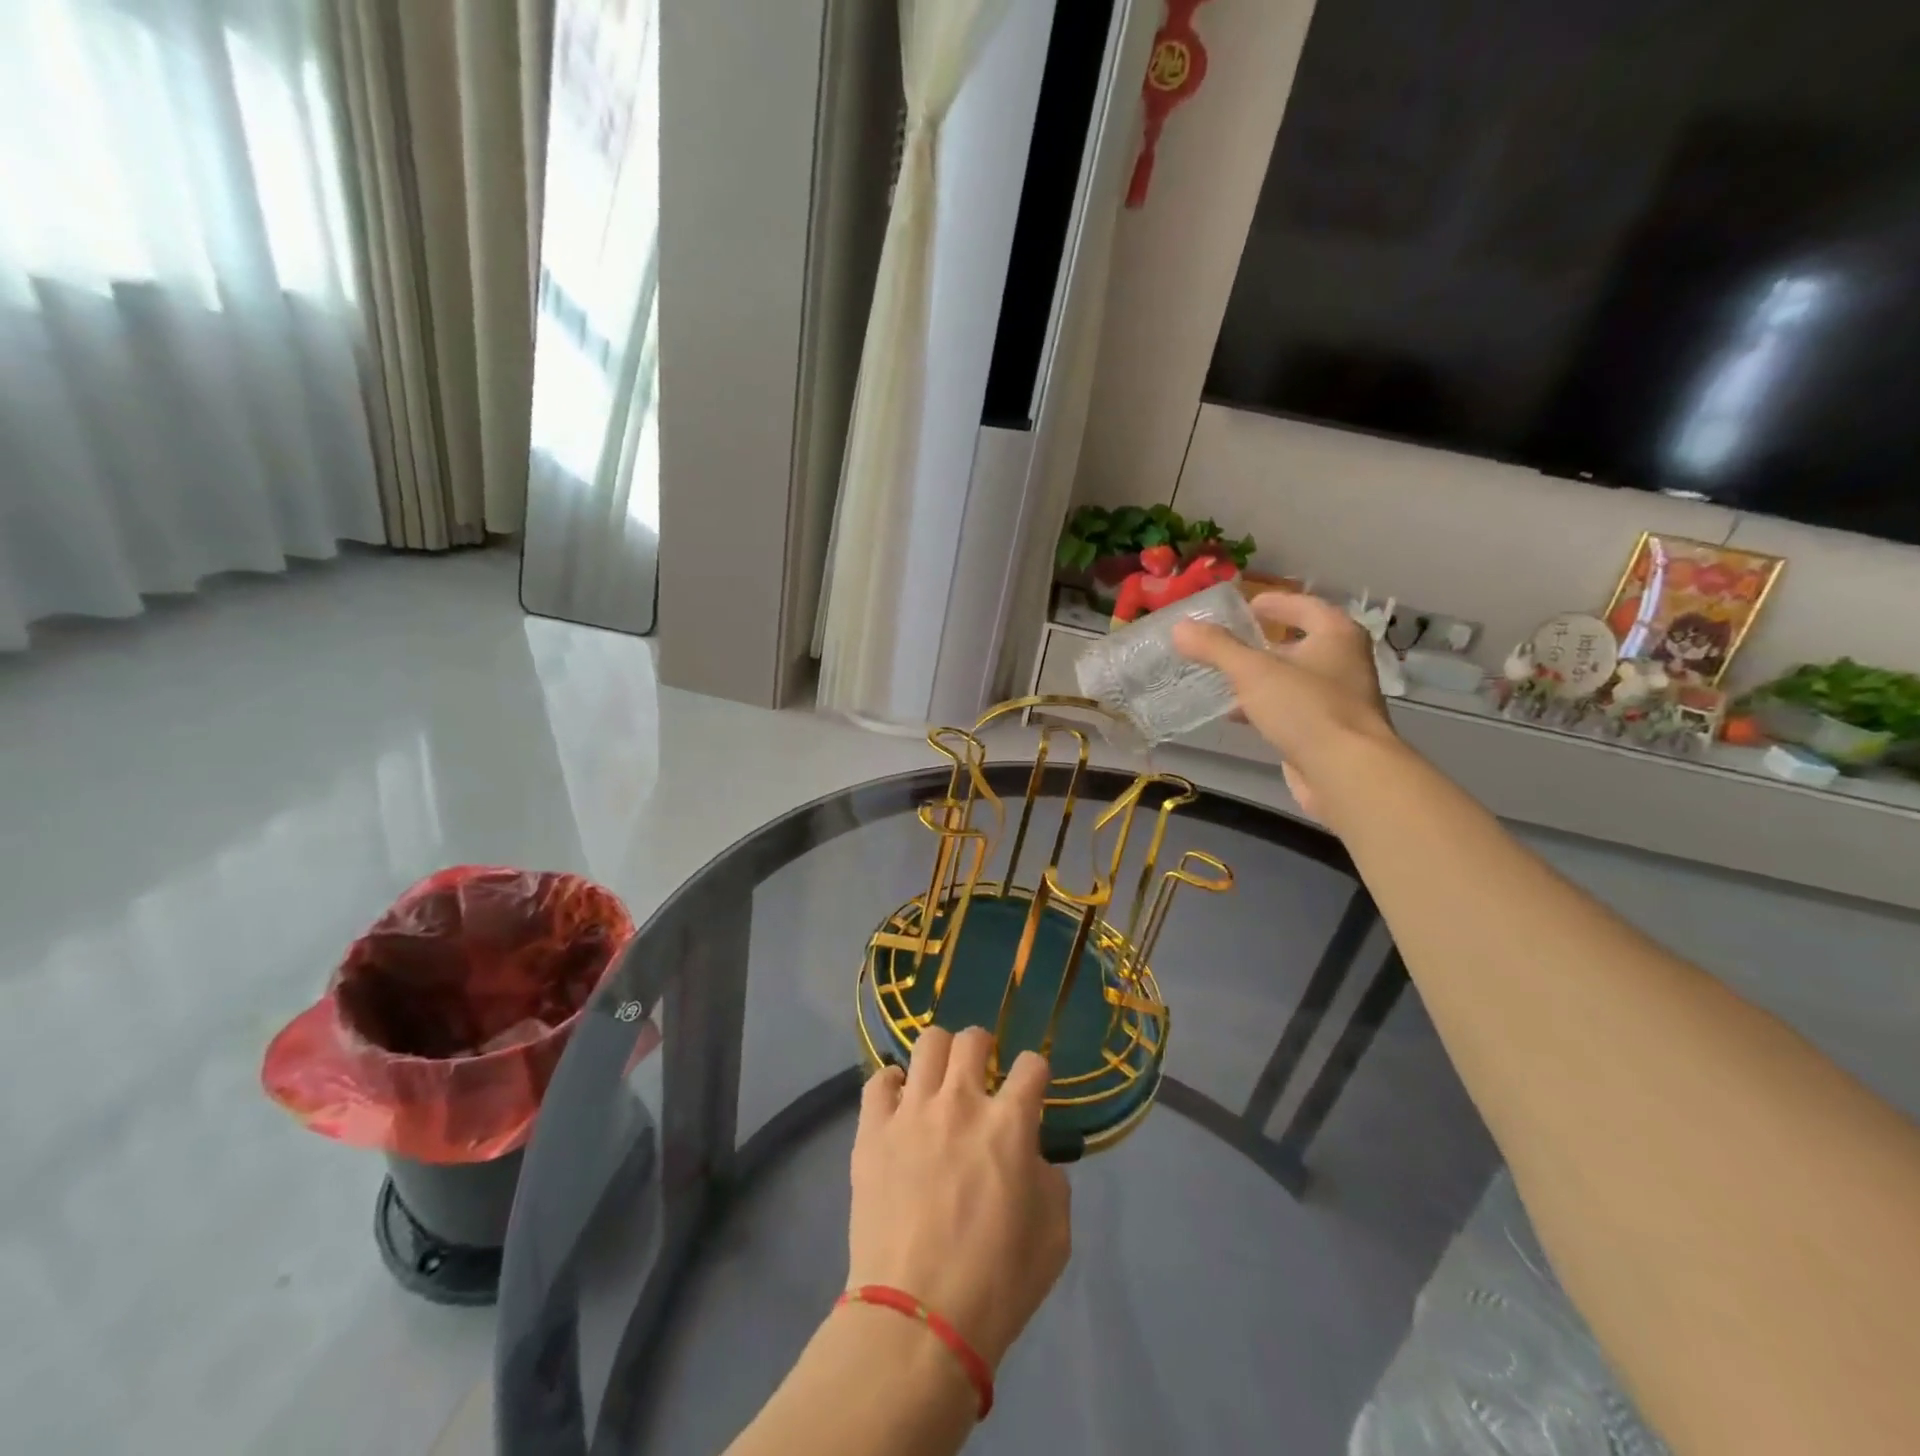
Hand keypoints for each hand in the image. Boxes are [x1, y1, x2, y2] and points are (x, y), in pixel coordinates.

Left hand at [848, 1028, 1071, 1370]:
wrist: (919, 1320)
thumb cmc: (997, 1284)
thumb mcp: (1054, 1236)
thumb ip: (1050, 1180)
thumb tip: (1032, 1157)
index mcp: (1009, 1124)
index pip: (1031, 1065)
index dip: (1035, 1073)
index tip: (1030, 1088)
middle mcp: (960, 1102)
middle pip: (972, 1039)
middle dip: (983, 1048)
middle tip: (981, 1075)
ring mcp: (912, 1112)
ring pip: (926, 1044)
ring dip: (940, 1056)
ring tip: (939, 1082)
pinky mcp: (873, 1130)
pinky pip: (879, 1081)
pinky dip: (893, 1084)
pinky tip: (900, 1104)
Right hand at [1172, 591, 1397, 820]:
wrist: (1345, 773)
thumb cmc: (1306, 709)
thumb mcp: (1253, 672)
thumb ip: (1216, 647)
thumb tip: (1180, 627)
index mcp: (1336, 635)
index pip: (1303, 605)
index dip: (1274, 602)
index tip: (1244, 606)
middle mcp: (1343, 662)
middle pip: (1298, 642)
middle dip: (1262, 643)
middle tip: (1226, 642)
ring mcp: (1338, 699)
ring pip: (1292, 678)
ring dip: (1260, 677)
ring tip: (1221, 677)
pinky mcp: (1327, 732)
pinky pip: (1290, 709)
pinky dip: (1264, 706)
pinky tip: (1236, 714)